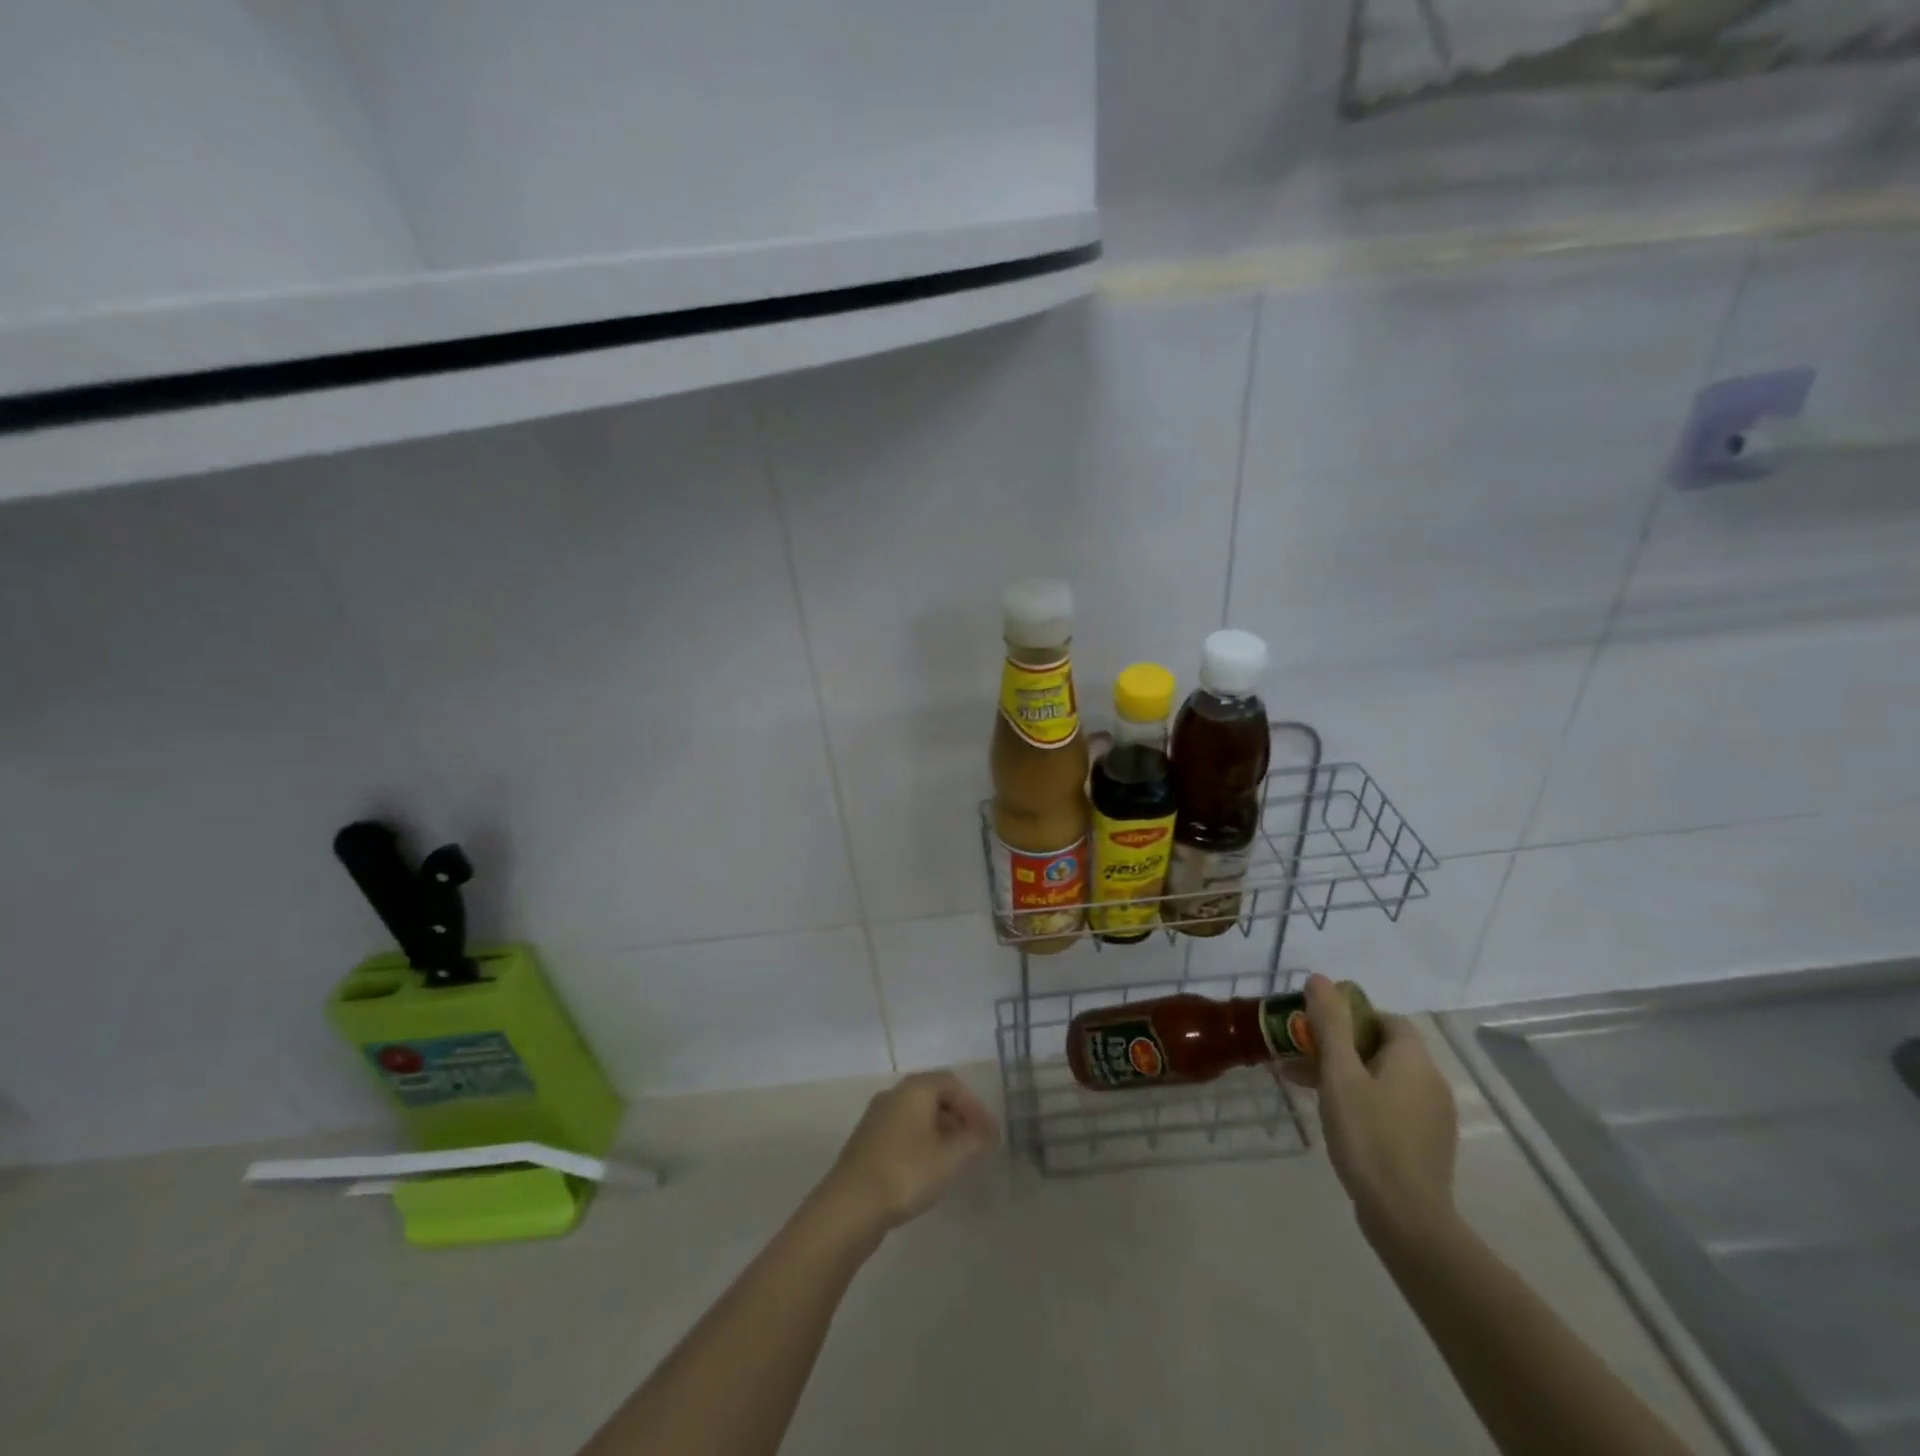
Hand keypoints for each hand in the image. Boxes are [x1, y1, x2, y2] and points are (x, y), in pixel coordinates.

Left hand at [817, 1071, 999, 1236]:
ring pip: (917, 1115)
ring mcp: (876, 1117)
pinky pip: (903, 1131)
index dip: (974, 1105)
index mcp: (914, 1089)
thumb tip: (989, 1132)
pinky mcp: (867, 1140)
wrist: (849, 1206)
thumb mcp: (950, 1158)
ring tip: (955, 1160)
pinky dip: (922, 1142)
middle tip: (975, 1145)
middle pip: (934, 1096)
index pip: (952, 1083)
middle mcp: (894, 1094)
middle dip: (958, 1118)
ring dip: (941, 1131)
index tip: (989, 1133)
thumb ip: (974, 1141)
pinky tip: (927, 1169)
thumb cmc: (905, 1173)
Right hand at [1278, 974, 1457, 1247]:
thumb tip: (1320, 979)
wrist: (1406, 1217)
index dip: (1352, 1016)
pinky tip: (1334, 1117)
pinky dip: (1362, 1099)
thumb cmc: (1368, 1135)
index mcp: (1414, 1060)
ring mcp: (1433, 1117)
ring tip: (1305, 1086)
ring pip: (1384, 1078)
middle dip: (1340, 1046)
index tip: (1317, 1028)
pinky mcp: (1426, 1144)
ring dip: (1346, 1073)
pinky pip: (1391, 1105)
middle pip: (1383, 1048)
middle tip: (1302, 1056)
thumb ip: (1330, 1024)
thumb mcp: (1340, 1074)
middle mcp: (1431, 1082)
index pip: (1387, 1019)